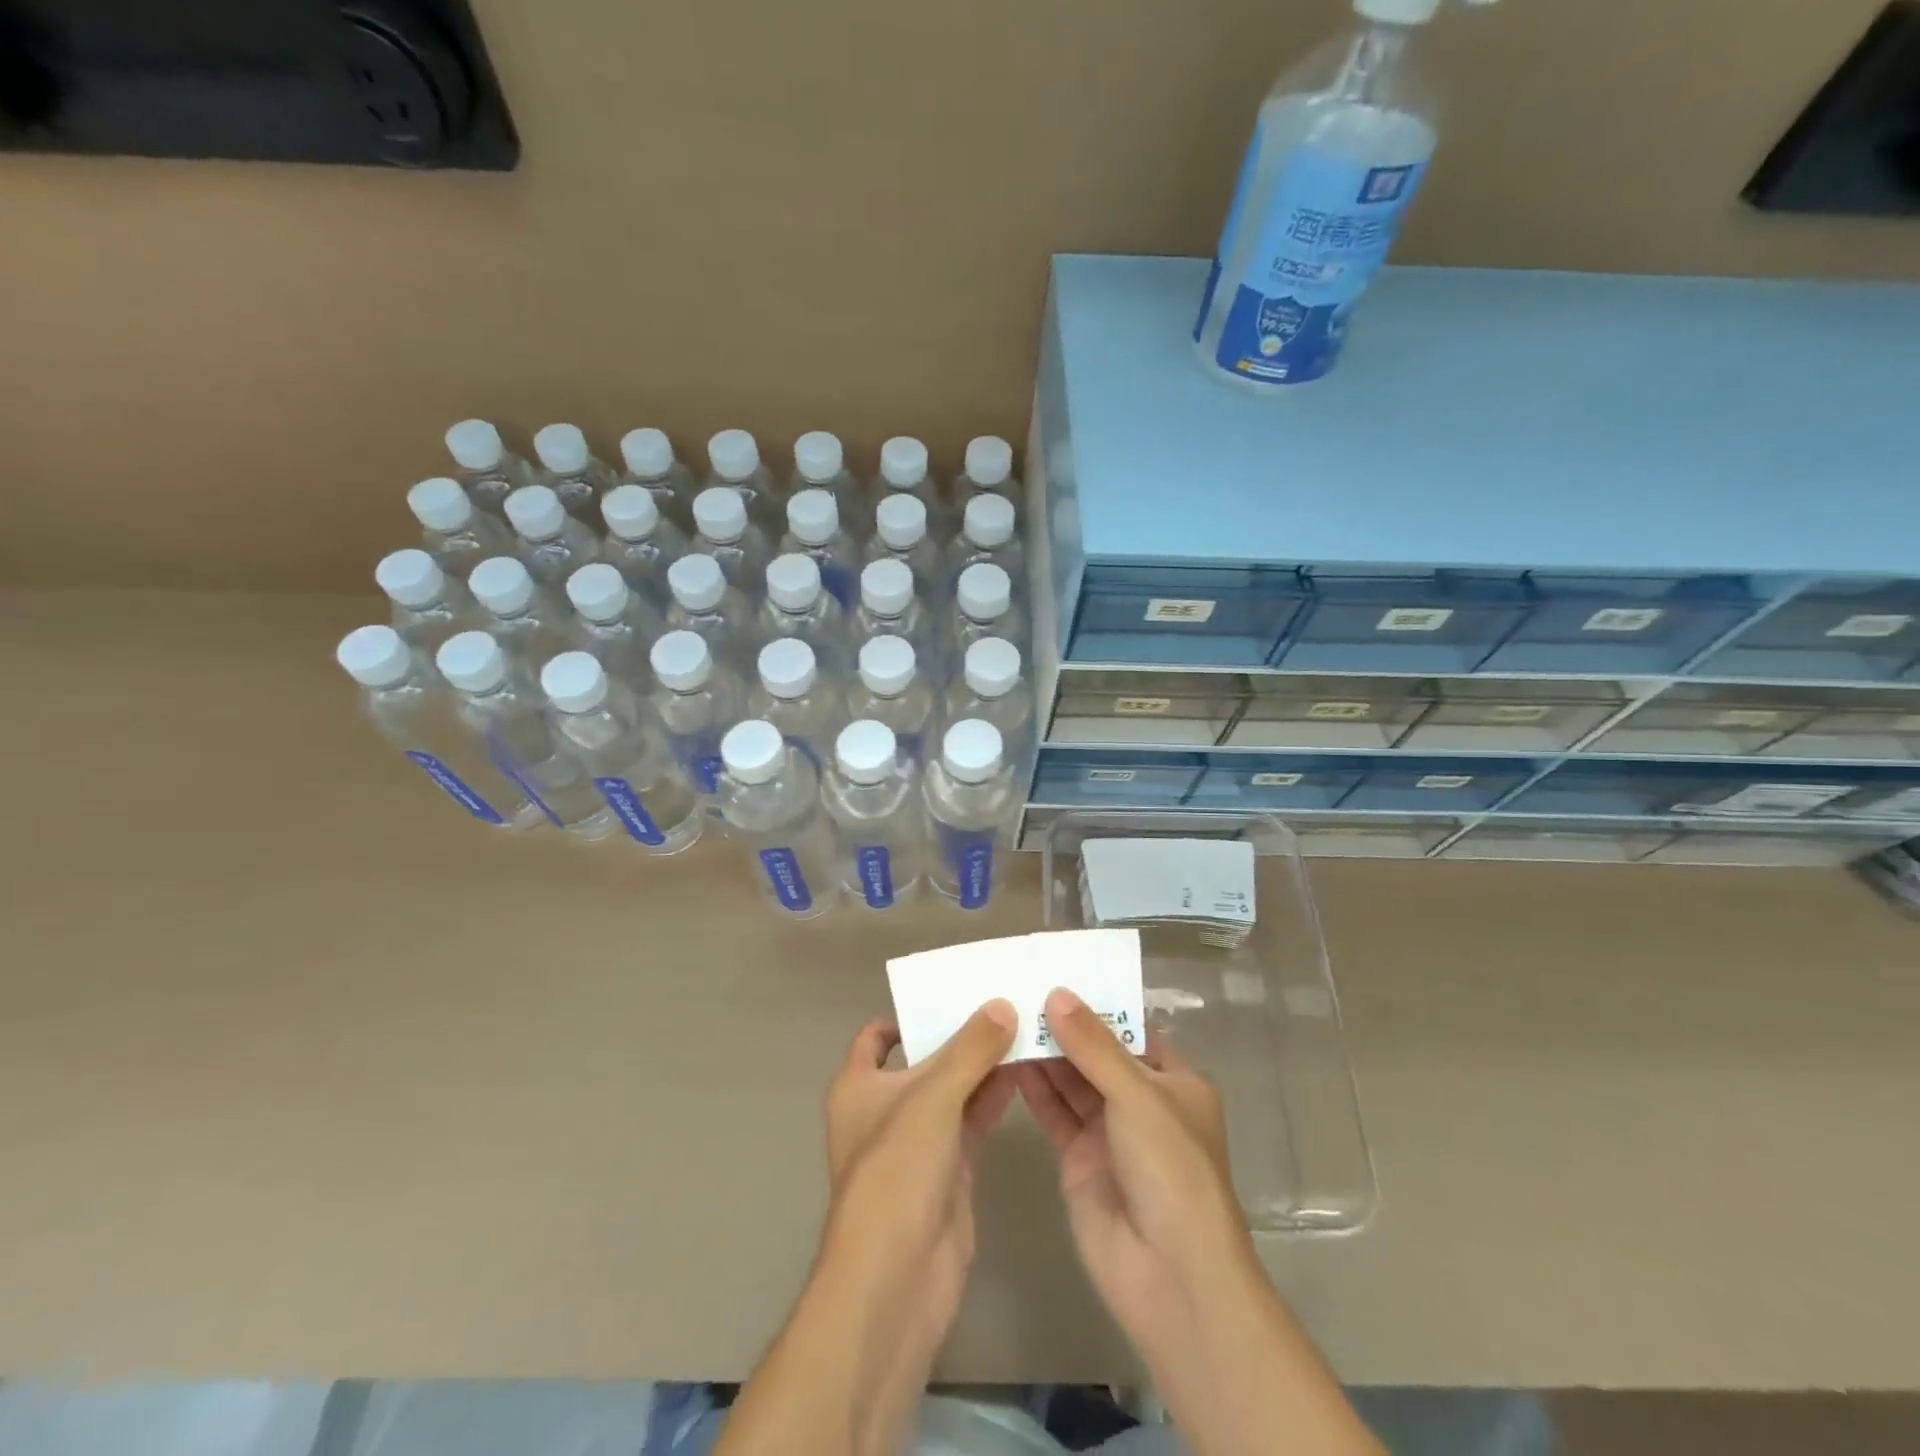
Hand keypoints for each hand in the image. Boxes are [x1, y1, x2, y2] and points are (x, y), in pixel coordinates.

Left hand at [821, 1001, 1018, 1340]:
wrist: (898, 1275)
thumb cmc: (897, 1170)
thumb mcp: (932, 1096)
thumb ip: (970, 1049)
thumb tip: (1002, 1004)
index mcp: (858, 1085)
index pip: (877, 1036)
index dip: (908, 1014)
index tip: (950, 993)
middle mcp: (885, 1108)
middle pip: (924, 1059)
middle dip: (959, 1035)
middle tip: (1003, 1000)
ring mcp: (918, 1141)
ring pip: (953, 1089)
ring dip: (983, 1064)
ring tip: (1023, 1026)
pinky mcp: (948, 1169)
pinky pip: (972, 1120)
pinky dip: (994, 1097)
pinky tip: (1025, 1071)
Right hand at [1015, 989, 1246, 1347]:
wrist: (1169, 1275)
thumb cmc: (1170, 1170)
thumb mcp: (1137, 1096)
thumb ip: (1094, 1046)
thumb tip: (1057, 994)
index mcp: (1173, 1081)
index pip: (1131, 1029)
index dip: (1098, 1003)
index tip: (1056, 973)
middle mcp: (1141, 1102)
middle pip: (1097, 1053)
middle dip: (1063, 1026)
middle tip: (1018, 988)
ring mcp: (1108, 1131)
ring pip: (1071, 1080)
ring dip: (1044, 1052)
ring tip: (1005, 1014)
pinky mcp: (1079, 1158)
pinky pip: (1054, 1112)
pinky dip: (1033, 1088)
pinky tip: (1005, 1058)